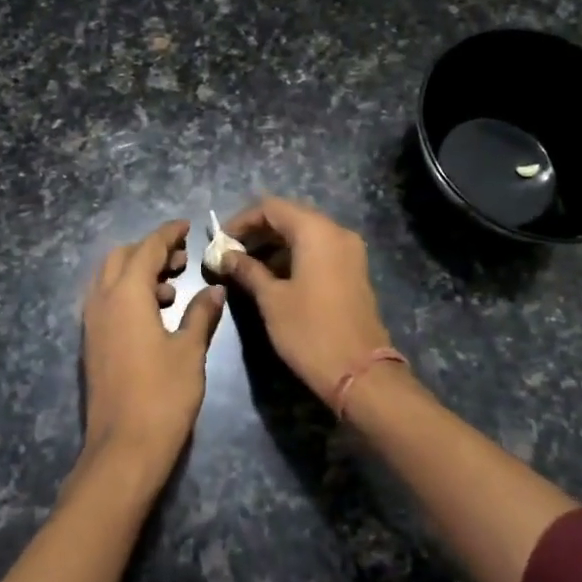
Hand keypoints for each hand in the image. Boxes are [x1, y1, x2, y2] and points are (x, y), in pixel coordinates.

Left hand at [80, 220, 226, 480]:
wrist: (123, 449)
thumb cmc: (162, 395)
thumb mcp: (189, 351)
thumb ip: (200, 314)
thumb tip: (213, 290)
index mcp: (126, 294)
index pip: (147, 248)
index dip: (168, 234)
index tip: (187, 226)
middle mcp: (102, 301)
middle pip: (121, 257)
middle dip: (150, 250)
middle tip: (181, 260)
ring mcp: (92, 323)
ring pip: (110, 279)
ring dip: (139, 272)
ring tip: (173, 289)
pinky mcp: (92, 343)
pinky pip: (106, 300)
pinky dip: (128, 293)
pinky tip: (155, 315)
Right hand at [218, 197, 395, 405]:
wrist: (360, 373)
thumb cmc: (310, 331)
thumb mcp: (271, 300)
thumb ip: (247, 270)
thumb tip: (225, 256)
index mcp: (316, 231)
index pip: (271, 207)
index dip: (242, 220)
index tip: (220, 242)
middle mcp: (336, 232)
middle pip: (289, 217)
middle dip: (257, 232)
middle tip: (230, 254)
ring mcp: (349, 252)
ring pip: (304, 235)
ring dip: (274, 245)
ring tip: (246, 267)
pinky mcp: (353, 271)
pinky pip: (318, 251)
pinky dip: (293, 256)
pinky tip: (272, 277)